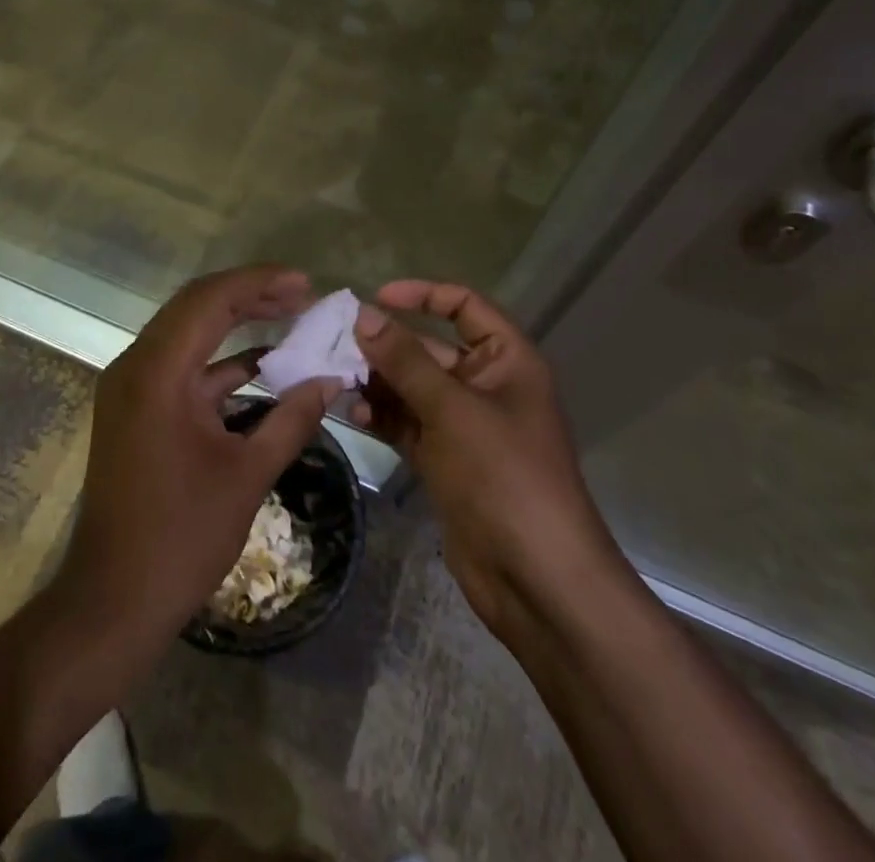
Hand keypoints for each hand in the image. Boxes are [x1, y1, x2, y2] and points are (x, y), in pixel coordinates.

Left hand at [55, 265, 340, 652]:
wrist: (113, 601)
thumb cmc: (181, 538)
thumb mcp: (247, 475)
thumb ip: (292, 420)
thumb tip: (332, 381)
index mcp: (156, 372)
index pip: (209, 300)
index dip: (259, 282)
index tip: (305, 283)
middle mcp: (136, 366)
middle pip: (195, 307)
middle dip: (250, 295)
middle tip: (301, 294)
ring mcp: (131, 388)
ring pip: (188, 333)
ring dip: (236, 324)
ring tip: (289, 317)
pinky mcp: (136, 409)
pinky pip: (181, 367)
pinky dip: (220, 362)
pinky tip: (263, 366)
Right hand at [352, 280, 620, 639]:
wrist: (537, 580)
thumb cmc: (505, 477)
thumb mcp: (453, 410)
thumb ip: (405, 360)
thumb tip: (363, 314)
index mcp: (507, 360)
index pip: (465, 306)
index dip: (423, 294)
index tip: (376, 298)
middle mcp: (485, 385)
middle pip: (430, 348)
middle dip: (387, 344)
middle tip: (337, 342)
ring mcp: (463, 425)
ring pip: (413, 387)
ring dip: (378, 380)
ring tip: (337, 378)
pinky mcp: (445, 459)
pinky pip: (407, 422)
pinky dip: (382, 415)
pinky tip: (353, 413)